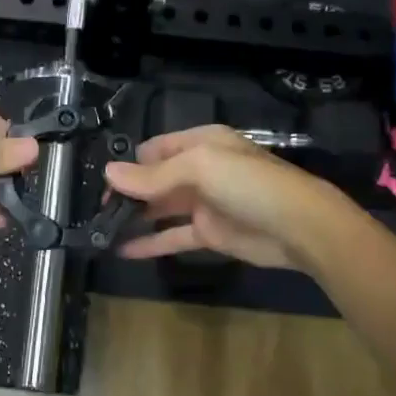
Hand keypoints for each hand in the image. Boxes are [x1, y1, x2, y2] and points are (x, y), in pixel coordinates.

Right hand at [103, 125, 343, 268]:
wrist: (299, 226)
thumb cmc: (249, 184)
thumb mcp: (200, 167)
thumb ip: (153, 175)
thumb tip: (109, 173)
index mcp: (200, 144)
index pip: (154, 150)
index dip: (128, 165)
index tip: (101, 184)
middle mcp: (200, 170)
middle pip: (154, 180)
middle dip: (127, 193)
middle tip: (96, 212)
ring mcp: (204, 203)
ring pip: (161, 208)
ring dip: (135, 218)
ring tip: (101, 231)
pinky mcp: (209, 234)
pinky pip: (172, 236)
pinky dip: (149, 242)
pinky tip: (122, 250)